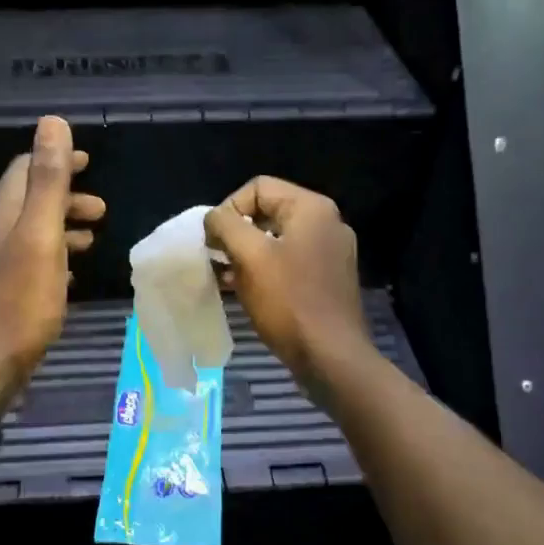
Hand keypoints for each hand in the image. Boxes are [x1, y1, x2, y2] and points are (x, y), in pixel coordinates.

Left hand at [0, 117, 104, 410]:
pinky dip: (50, 259)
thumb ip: (48, 181)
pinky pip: (24, 264)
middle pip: (27, 202)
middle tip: (101, 211)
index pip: (24, 170)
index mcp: (0, 214)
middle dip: (65, 199)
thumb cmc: (19, 302)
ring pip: (27, 234)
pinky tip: (67, 279)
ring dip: (60, 230)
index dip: (56, 160)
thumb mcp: (40, 236)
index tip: (89, 163)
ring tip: (91, 242)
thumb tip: (52, 123)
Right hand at [204, 176, 371, 393]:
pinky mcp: (327, 279)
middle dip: (236, 232)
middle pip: (268, 211)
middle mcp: (326, 223)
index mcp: (311, 209)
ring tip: (225, 276)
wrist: (330, 356)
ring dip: (246, 253)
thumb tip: (214, 218)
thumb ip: (226, 226)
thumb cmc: (288, 302)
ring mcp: (330, 252)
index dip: (228, 209)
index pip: (258, 187)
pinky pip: (288, 262)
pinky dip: (264, 270)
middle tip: (217, 258)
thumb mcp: (250, 257)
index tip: (214, 240)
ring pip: (276, 239)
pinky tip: (244, 290)